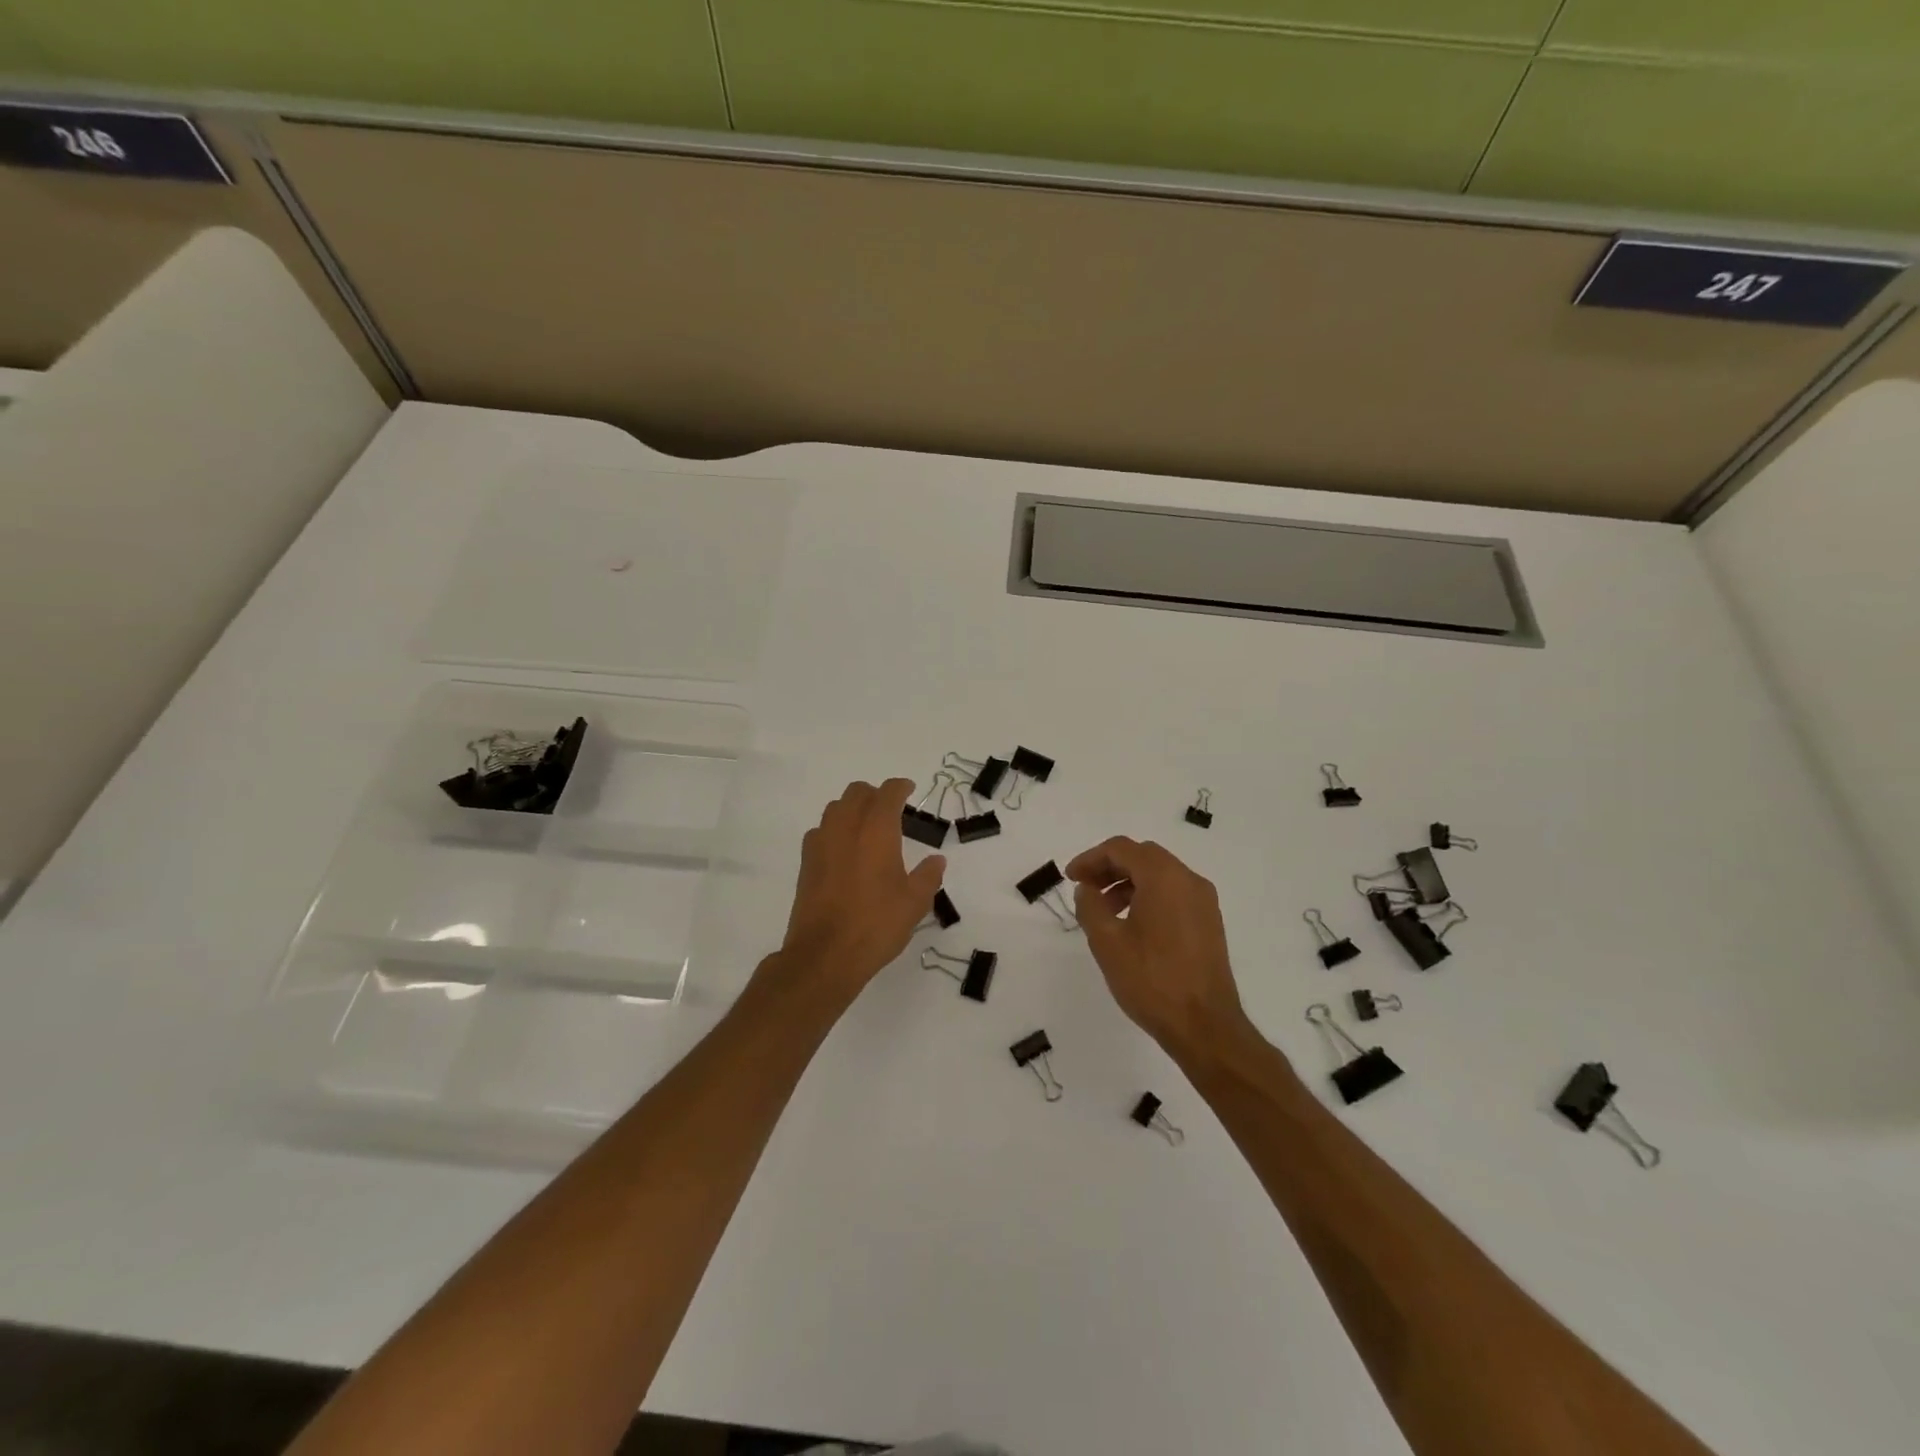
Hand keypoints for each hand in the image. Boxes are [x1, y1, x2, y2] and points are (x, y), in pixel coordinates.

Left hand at [777, 779, 945, 1003]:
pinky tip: (844, 851)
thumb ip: (928, 876)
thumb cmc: (876, 924)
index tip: (910, 791)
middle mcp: (846, 827)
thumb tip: (936, 860)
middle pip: (857, 792)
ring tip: (867, 828)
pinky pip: (820, 831)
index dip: (900, 787)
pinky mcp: (806, 863)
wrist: (825, 955)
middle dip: (875, 794)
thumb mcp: (914, 903)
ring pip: (835, 808)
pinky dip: (834, 830)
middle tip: (891, 810)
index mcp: (877, 830)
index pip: (888, 793)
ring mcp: (821, 843)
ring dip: (852, 809)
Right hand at [1066, 836, 1248, 1053]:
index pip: (1122, 848)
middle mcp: (1189, 880)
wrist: (1205, 1026)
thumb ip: (1090, 906)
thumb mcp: (1107, 941)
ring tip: (1104, 911)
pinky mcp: (1209, 923)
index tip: (1070, 878)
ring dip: (1128, 883)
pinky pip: (1174, 894)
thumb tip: (1087, 889)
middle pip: (1143, 857)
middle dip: (1109, 867)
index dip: (1091, 858)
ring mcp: (1204, 902)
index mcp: (1164, 877)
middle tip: (1085, 888)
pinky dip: (1148, 897)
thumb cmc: (1151, 980)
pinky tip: (1131, 925)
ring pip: (1160, 875)